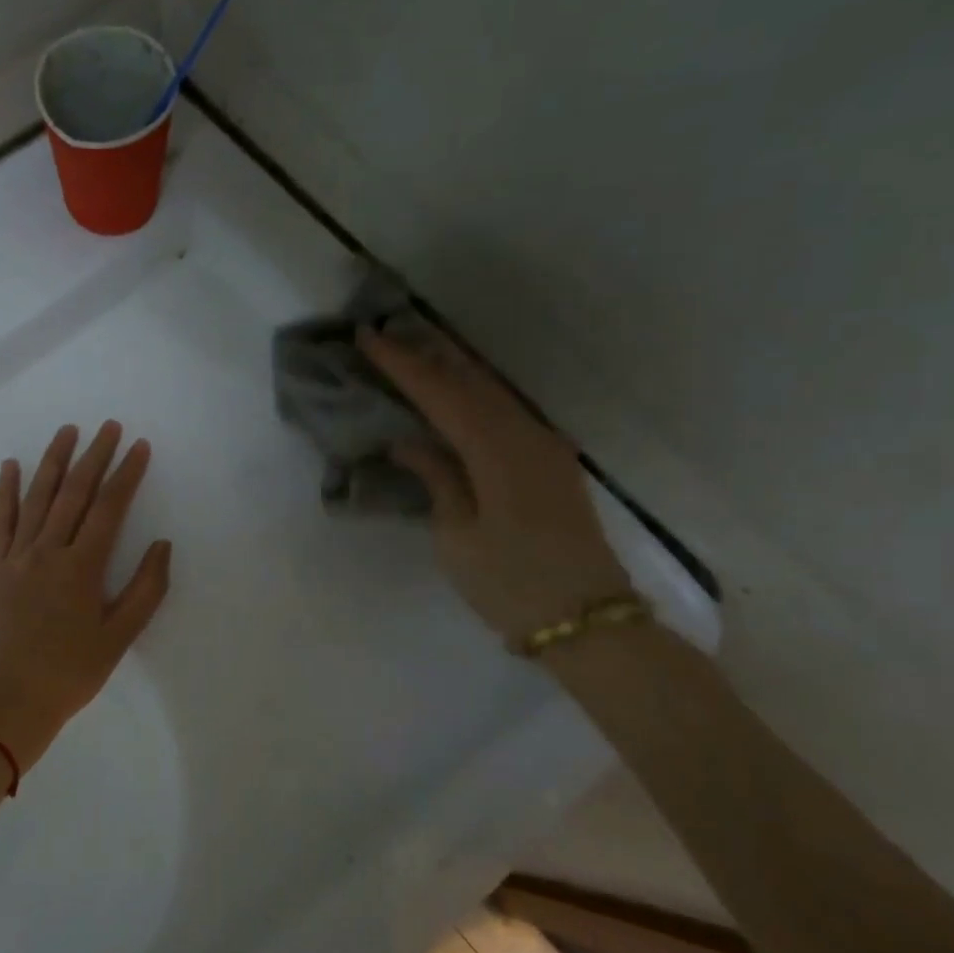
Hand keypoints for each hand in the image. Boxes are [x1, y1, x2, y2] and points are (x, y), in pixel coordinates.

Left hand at [0, 422, 171, 771]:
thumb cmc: (71, 674)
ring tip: (67, 431)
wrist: (9, 703)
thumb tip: (161, 545)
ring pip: (36, 499)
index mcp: (82, 568)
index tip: (139, 447)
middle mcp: (48, 552)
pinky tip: (10, 467)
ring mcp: (17, 558)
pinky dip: (5, 493)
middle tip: (109, 427)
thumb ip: (145, 590)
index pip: (109, 509)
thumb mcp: (119, 638)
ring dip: (53, 462)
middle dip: (94, 457)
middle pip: (73, 493)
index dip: (126, 475)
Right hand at [359, 324, 630, 644]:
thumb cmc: (509, 582)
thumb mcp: (457, 534)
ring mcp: (545, 447)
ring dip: (454, 372)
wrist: (585, 618)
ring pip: (493, 393)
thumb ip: (436, 478)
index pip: (441, 393)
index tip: (368, 336)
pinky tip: (458, 399)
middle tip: (391, 334)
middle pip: (472, 381)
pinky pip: (507, 414)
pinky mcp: (552, 464)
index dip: (402, 364)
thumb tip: (410, 442)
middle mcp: (526, 434)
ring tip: (419, 355)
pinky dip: (476, 398)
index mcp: (496, 450)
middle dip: (430, 355)